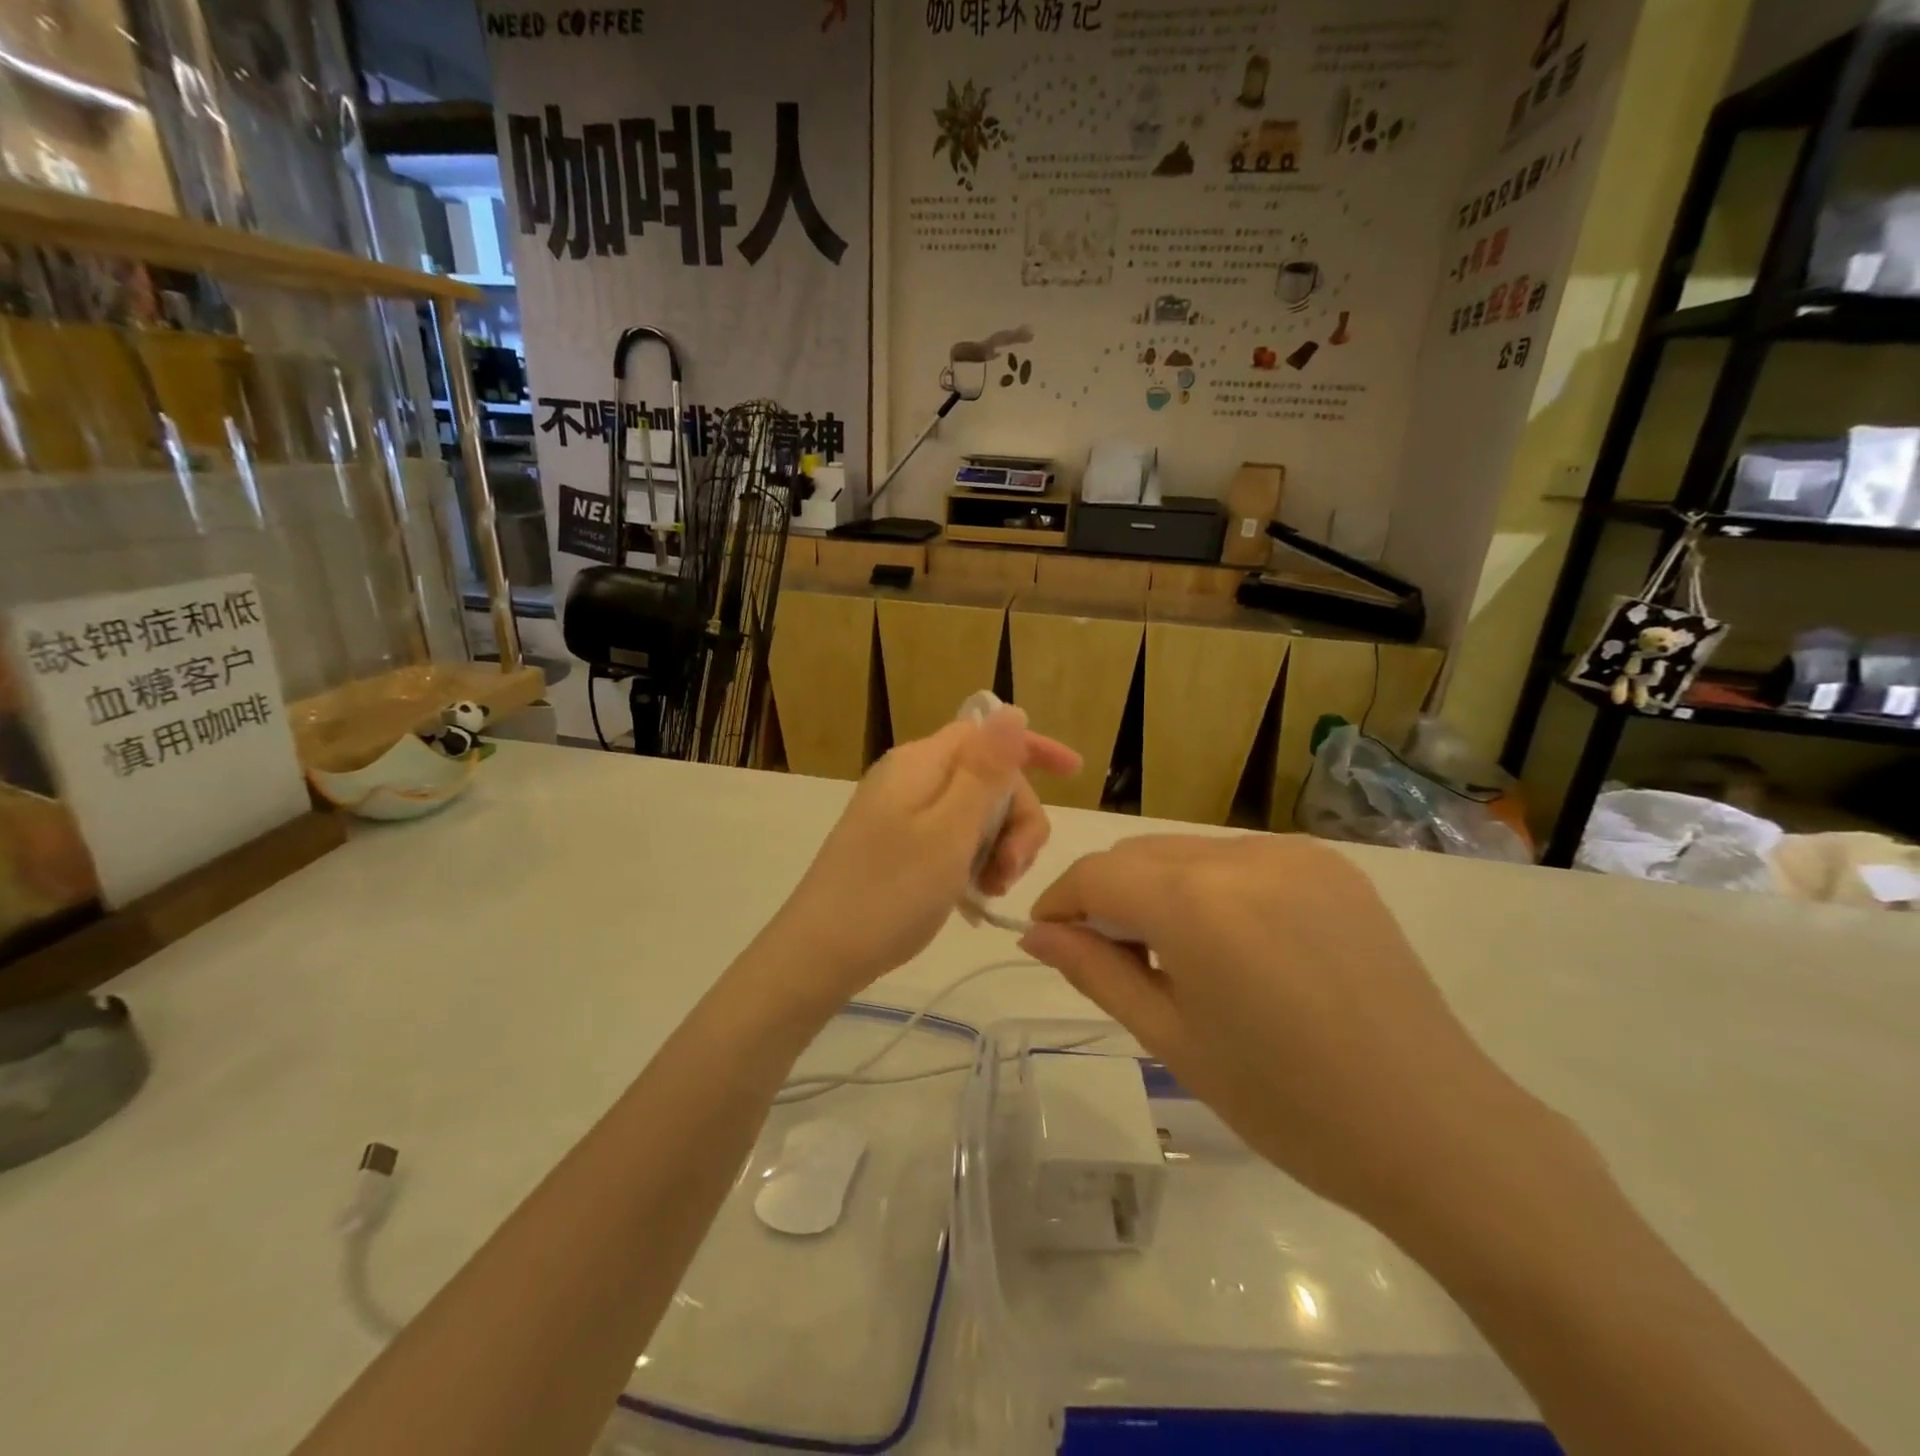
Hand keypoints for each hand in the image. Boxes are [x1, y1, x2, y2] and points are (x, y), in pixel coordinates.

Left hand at [763, 708, 1079, 1006]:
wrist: (821, 954)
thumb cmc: (891, 891)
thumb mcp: (950, 830)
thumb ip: (985, 770)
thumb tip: (1012, 711)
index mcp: (922, 763)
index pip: (987, 733)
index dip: (1032, 750)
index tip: (1074, 774)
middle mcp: (911, 778)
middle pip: (987, 778)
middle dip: (1016, 819)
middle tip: (1013, 869)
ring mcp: (902, 813)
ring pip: (975, 813)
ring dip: (999, 846)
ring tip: (992, 888)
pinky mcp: (898, 845)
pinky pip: (953, 839)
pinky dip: (973, 861)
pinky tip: (975, 894)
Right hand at [1021, 835, 1568, 1229]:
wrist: (1434, 1130)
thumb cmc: (1285, 1102)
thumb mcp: (1171, 1038)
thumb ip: (1094, 971)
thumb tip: (1036, 934)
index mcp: (1196, 902)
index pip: (1098, 874)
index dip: (1061, 901)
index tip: (1048, 937)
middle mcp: (1241, 855)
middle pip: (1140, 854)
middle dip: (1108, 895)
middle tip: (1107, 956)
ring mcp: (1292, 852)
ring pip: (1188, 851)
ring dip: (1159, 888)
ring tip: (1173, 955)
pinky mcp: (1329, 864)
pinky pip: (1240, 859)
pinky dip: (1211, 886)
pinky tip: (1232, 943)